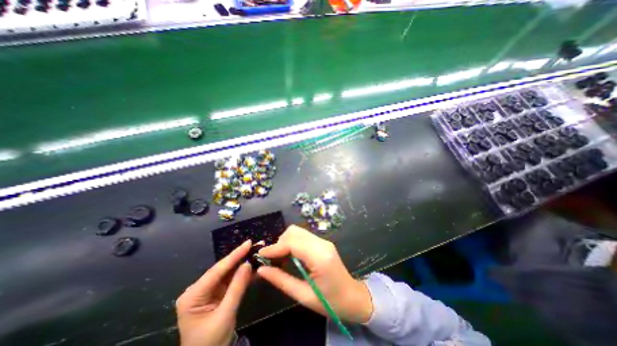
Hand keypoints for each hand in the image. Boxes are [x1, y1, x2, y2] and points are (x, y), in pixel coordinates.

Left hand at [176, 240, 252, 345]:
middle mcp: (198, 289)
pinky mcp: (217, 293)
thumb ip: (237, 288)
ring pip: (228, 273)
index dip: (234, 255)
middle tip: (256, 245)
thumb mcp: (225, 315)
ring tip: (257, 252)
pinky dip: (243, 274)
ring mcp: (208, 290)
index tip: (248, 243)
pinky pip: (231, 280)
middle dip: (241, 257)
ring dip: (243, 263)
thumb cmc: (211, 342)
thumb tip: (247, 264)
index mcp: (193, 295)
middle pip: (223, 269)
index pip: (217, 270)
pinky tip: (254, 266)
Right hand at [255, 226, 370, 323]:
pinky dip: (292, 243)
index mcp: (320, 257)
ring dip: (285, 241)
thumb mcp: (303, 296)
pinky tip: (290, 256)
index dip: (275, 247)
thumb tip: (261, 269)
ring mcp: (324, 241)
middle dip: (280, 242)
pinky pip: (303, 236)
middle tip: (272, 259)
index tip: (261, 255)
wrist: (353, 297)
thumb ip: (281, 280)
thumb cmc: (330, 302)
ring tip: (280, 258)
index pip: (293, 243)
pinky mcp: (323, 242)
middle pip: (294, 232)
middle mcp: (322, 244)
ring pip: (298, 231)